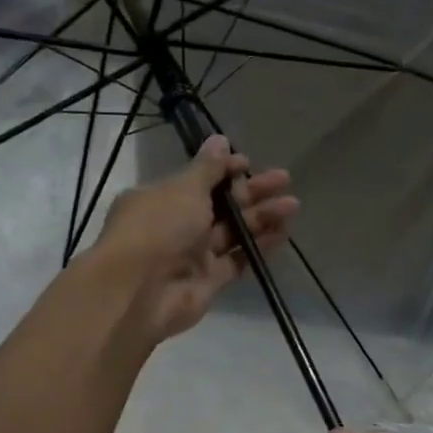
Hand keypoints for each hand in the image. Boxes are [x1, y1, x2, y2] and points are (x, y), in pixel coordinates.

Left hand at [94, 135, 297, 342]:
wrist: (140, 292)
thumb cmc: (158, 228)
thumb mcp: (184, 189)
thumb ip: (207, 168)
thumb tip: (220, 140)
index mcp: (162, 198)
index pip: (198, 179)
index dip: (225, 170)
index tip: (249, 163)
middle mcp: (176, 224)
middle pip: (220, 204)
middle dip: (251, 191)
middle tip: (283, 179)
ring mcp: (193, 255)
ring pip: (233, 232)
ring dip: (261, 217)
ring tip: (292, 205)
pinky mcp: (209, 281)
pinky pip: (238, 259)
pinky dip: (259, 247)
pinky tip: (284, 233)